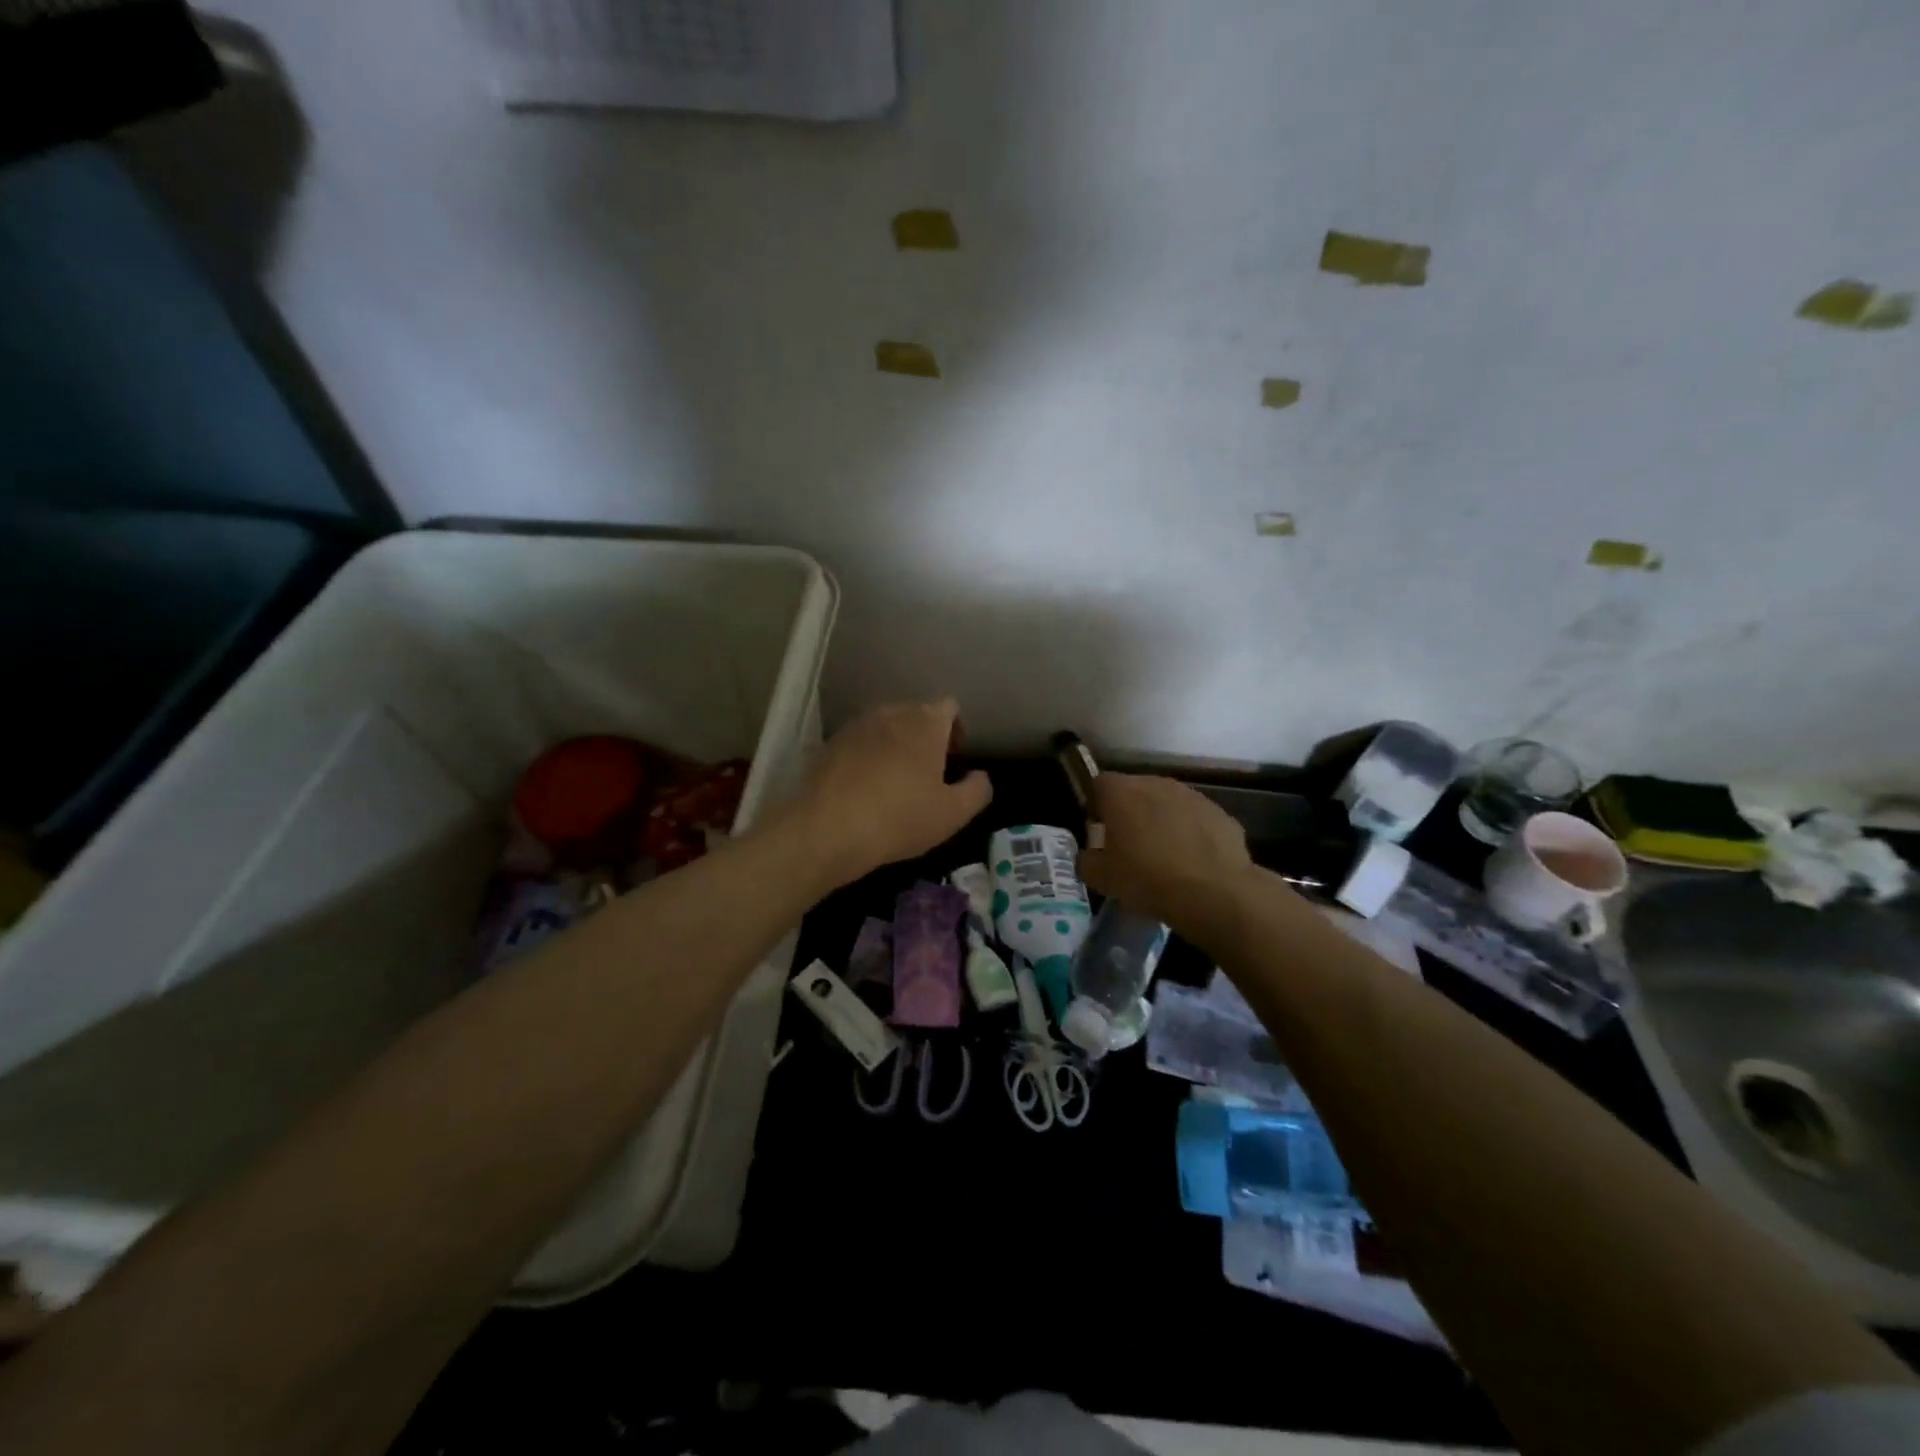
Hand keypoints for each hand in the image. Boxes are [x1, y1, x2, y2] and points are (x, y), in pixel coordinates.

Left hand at [787, 699, 991, 886]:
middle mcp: (890, 712)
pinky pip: (858, 744)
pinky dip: (867, 759)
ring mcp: (855, 726)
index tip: (953, 761)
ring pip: (885, 728)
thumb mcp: (953, 814)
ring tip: (895, 784)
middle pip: (916, 714)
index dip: (956, 730)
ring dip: (895, 747)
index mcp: (925, 721)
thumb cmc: (900, 817)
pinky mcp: (828, 744)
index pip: (949, 706)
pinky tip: (864, 791)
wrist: (826, 829)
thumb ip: (977, 790)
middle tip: (928, 775)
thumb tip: (980, 776)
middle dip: (926, 738)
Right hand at [1078, 774, 1258, 938]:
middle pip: (1135, 790)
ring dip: (1162, 821)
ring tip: (1164, 856)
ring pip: (1168, 803)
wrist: (1214, 893)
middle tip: (1129, 846)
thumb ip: (1086, 861)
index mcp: (1121, 792)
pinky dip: (1191, 834)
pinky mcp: (1220, 813)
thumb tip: (1088, 857)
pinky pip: (1196, 820)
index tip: (1099, 832)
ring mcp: (1192, 796)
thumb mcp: (1101, 878)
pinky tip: (1193, 863)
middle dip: (1130, 812)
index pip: (1098, 784)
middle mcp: (1156, 783)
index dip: (1096, 807)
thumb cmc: (1147, 879)